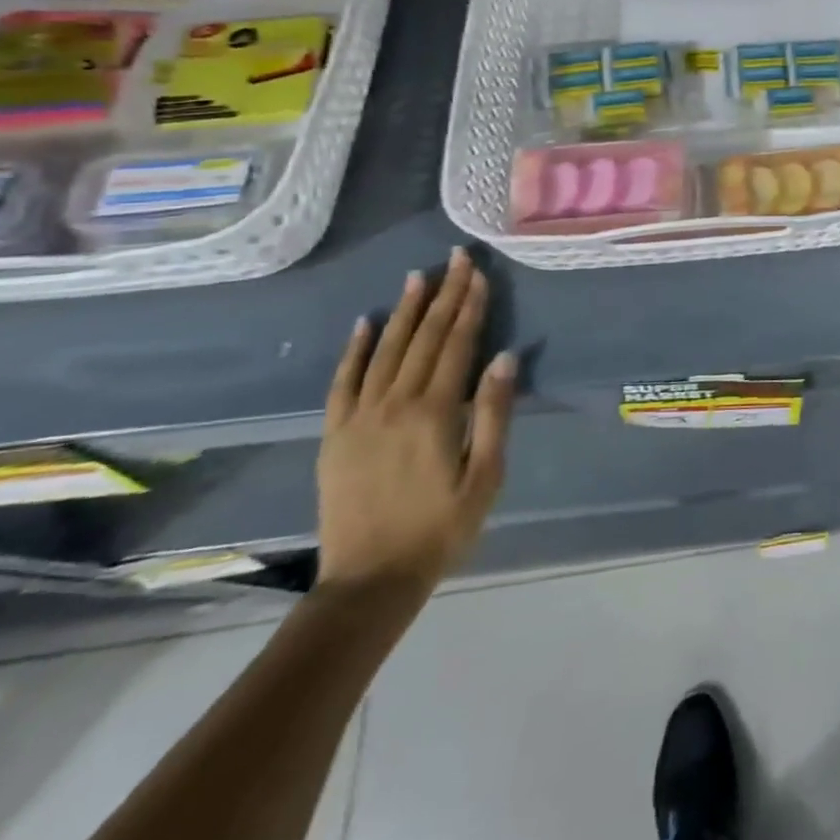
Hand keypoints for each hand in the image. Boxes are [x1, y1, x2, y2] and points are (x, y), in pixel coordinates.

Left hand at [317, 250, 516, 602]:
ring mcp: (359, 417)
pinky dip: (354, 349)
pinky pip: (343, 381)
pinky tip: (365, 322)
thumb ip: (494, 414)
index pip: (457, 345)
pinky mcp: (335, 434)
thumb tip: (505, 358)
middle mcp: (394, 404)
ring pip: (385, 350)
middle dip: (444, 295)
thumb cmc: (442, 528)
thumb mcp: (486, 476)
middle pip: (424, 338)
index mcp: (435, 413)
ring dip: (404, 310)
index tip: (480, 273)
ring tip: (418, 276)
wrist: (369, 581)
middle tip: (455, 258)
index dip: (471, 307)